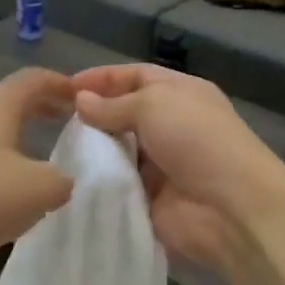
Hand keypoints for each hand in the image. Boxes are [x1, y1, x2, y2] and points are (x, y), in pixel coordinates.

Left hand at [0, 67, 75, 267]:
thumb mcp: (40, 190)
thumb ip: (62, 179)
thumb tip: (59, 179)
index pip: (35, 79)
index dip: (62, 85)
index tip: (82, 98)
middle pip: (9, 97)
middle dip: (39, 107)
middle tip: (64, 121)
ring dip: (14, 130)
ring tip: (36, 150)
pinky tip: (1, 178)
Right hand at [72, 64, 284, 273]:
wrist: (229, 208)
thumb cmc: (196, 140)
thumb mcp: (153, 105)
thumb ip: (113, 104)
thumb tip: (80, 100)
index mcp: (180, 94)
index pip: (135, 76)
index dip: (102, 78)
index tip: (65, 88)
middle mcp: (170, 125)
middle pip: (124, 113)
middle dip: (93, 115)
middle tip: (55, 121)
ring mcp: (160, 164)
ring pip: (117, 150)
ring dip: (93, 149)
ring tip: (58, 148)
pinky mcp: (149, 198)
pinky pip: (118, 184)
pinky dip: (98, 181)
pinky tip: (70, 178)